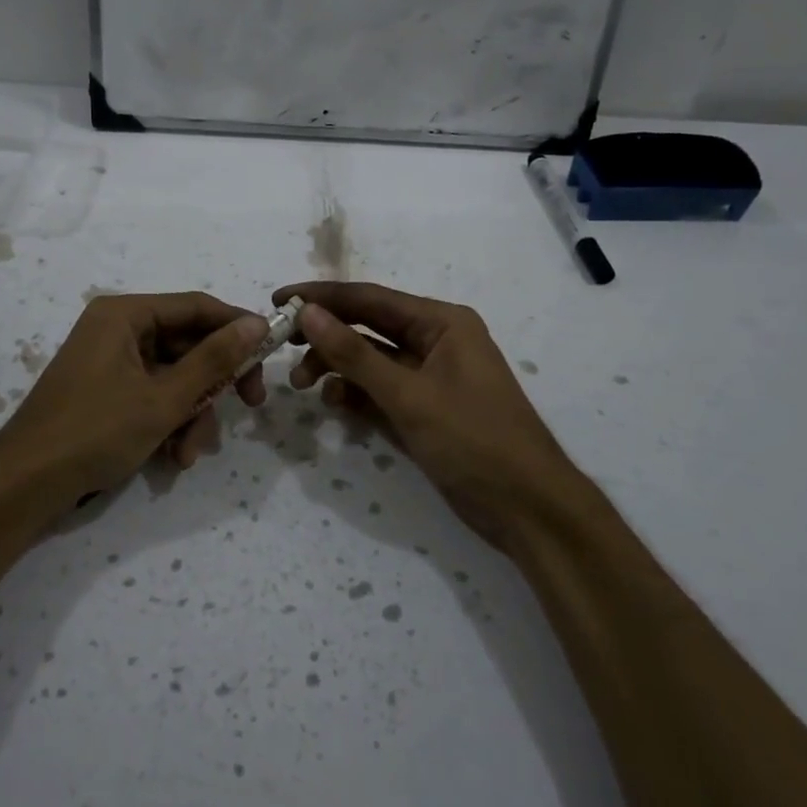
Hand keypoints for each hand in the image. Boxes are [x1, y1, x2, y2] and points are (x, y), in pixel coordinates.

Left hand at [0, 292, 267, 534]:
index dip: (237, 327)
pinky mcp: (106, 392)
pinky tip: (173, 457)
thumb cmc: (95, 431)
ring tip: (190, 452)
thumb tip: (257, 323)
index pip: (196, 307)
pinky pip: (152, 395)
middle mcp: (117, 329)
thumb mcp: (164, 398)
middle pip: (187, 344)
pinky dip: (168, 422)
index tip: (271, 353)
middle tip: (248, 406)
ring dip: (191, 413)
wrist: (25, 485)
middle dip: (213, 384)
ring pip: (173, 376)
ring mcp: (110, 362)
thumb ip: (214, 360)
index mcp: (125, 315)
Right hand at [274, 281, 582, 551]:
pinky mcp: (424, 409)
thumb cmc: (473, 440)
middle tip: (281, 349)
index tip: (279, 298)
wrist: (527, 508)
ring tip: (303, 386)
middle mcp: (436, 340)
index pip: (370, 298)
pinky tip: (334, 406)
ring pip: (370, 361)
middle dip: (326, 337)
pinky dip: (355, 395)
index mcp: (442, 322)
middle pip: (368, 327)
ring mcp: (430, 377)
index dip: (322, 297)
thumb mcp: (408, 395)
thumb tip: (307, 312)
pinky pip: (380, 390)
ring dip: (337, 369)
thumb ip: (354, 354)